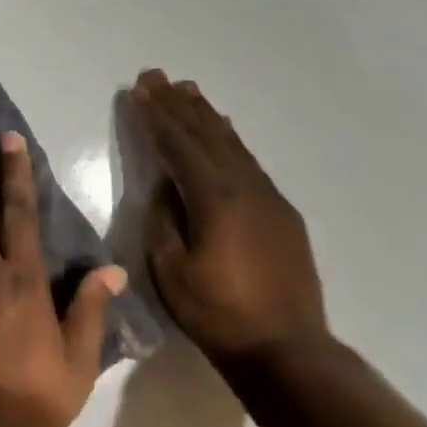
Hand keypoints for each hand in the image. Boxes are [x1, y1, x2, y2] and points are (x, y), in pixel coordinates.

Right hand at [131, 71, 328, 366]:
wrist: (286, 349)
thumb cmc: (217, 312)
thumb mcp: (171, 269)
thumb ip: (164, 220)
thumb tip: (165, 188)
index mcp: (216, 199)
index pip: (179, 146)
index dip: (157, 117)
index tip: (140, 90)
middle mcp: (246, 188)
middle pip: (208, 136)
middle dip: (179, 105)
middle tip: (158, 76)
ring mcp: (268, 199)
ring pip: (232, 145)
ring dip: (207, 116)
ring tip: (188, 91)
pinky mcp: (281, 214)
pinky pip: (249, 163)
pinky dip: (230, 140)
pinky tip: (224, 132)